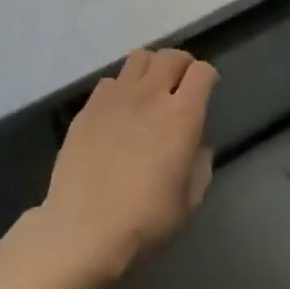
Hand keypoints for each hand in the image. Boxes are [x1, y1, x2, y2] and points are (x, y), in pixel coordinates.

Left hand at [36, 48, 217, 284]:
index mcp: (182, 115)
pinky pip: (110, 81)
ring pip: (139, 58)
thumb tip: (197, 147)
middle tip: (179, 86)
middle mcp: (151, 95)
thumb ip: (199, 167)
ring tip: (148, 90)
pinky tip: (117, 113)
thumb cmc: (144, 221)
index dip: (208, 77)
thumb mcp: (188, 203)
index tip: (206, 91)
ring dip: (150, 69)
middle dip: (181, 65)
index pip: (202, 72)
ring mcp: (116, 97)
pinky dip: (120, 89)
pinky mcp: (88, 107)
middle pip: (171, 56)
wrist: (81, 232)